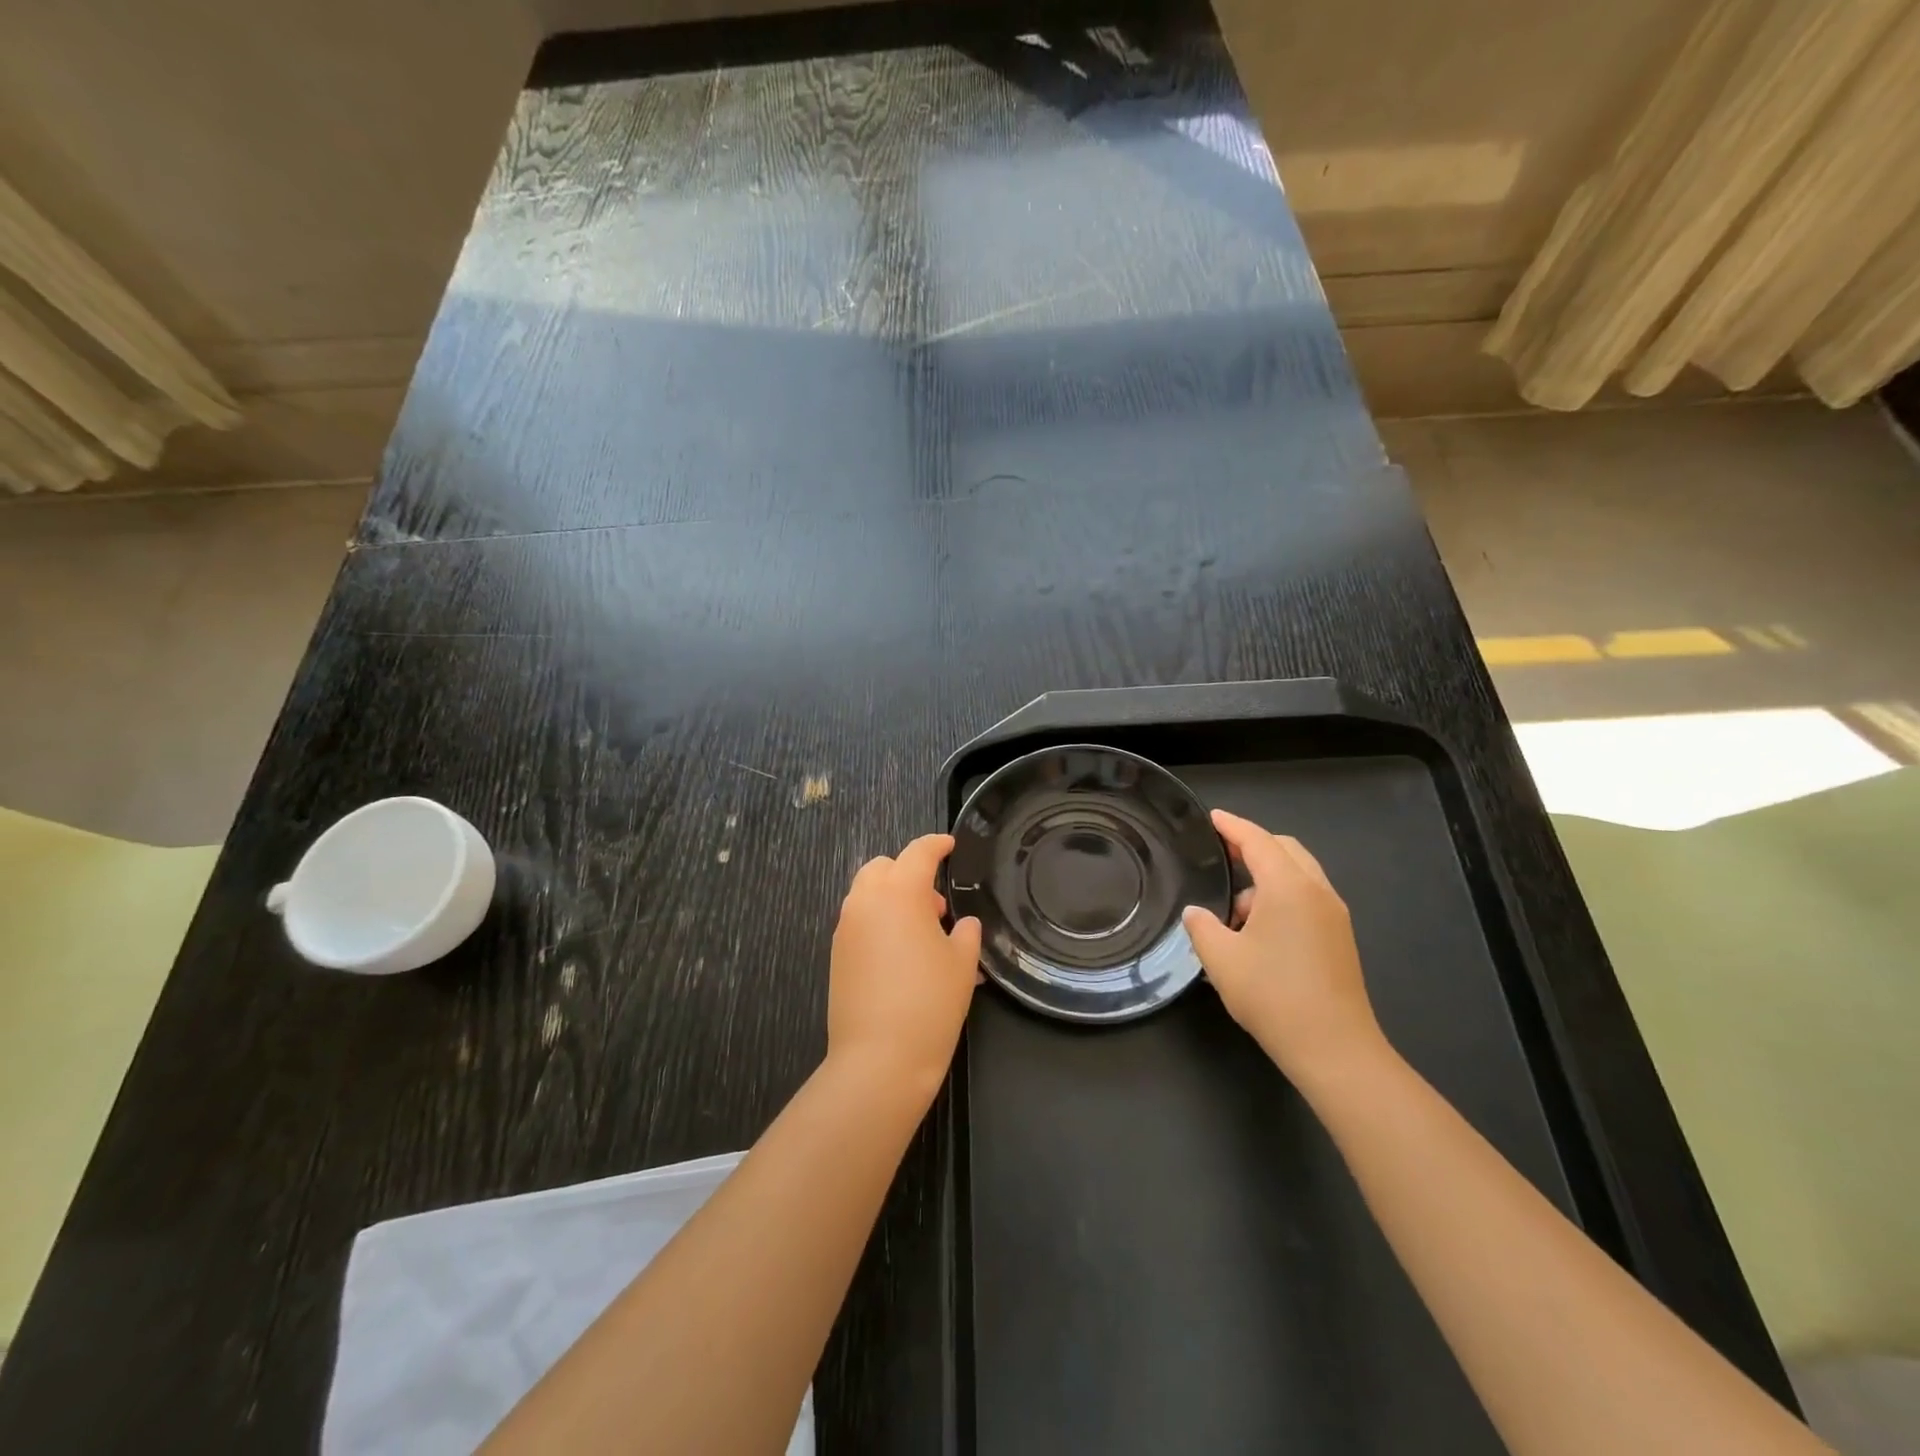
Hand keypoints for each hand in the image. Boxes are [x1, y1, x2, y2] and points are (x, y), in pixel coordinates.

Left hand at [827, 834, 982, 1101]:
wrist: (879, 1059)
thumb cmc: (930, 1003)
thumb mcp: (962, 964)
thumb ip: (966, 933)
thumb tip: (962, 925)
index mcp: (900, 893)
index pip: (919, 853)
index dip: (937, 844)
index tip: (950, 845)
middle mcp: (866, 901)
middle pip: (884, 867)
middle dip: (908, 873)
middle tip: (936, 904)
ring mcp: (846, 928)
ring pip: (867, 894)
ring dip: (892, 898)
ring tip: (922, 933)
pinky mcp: (837, 955)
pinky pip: (860, 922)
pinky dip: (880, 923)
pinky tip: (902, 956)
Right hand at [1182, 809, 1388, 1086]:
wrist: (1335, 1050)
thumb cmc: (1273, 996)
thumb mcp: (1221, 959)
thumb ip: (1202, 926)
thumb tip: (1197, 914)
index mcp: (1289, 887)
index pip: (1258, 841)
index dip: (1232, 826)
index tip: (1212, 818)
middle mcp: (1317, 892)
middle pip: (1285, 850)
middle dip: (1253, 846)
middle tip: (1222, 853)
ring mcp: (1334, 916)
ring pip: (1299, 875)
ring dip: (1267, 877)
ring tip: (1234, 909)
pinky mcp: (1340, 938)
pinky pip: (1307, 898)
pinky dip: (1282, 897)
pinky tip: (1258, 930)